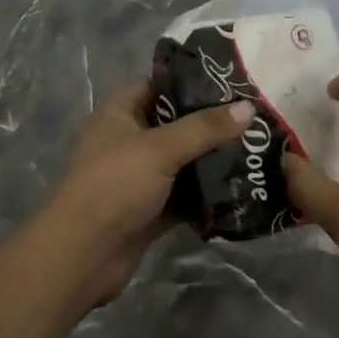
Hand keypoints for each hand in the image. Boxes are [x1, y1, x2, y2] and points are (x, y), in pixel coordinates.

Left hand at [45, 79, 250, 303]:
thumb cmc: (115, 186)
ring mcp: (141, 176)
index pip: (159, 84)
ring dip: (212, 158)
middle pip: (177, 122)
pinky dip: (207, 192)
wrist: (82, 257)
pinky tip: (240, 185)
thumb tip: (249, 107)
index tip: (230, 81)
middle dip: (211, 122)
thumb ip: (205, 127)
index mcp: (121, 113)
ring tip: (255, 147)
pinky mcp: (151, 209)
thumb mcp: (161, 149)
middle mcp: (130, 139)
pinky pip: (185, 194)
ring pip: (184, 159)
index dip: (191, 80)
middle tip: (253, 116)